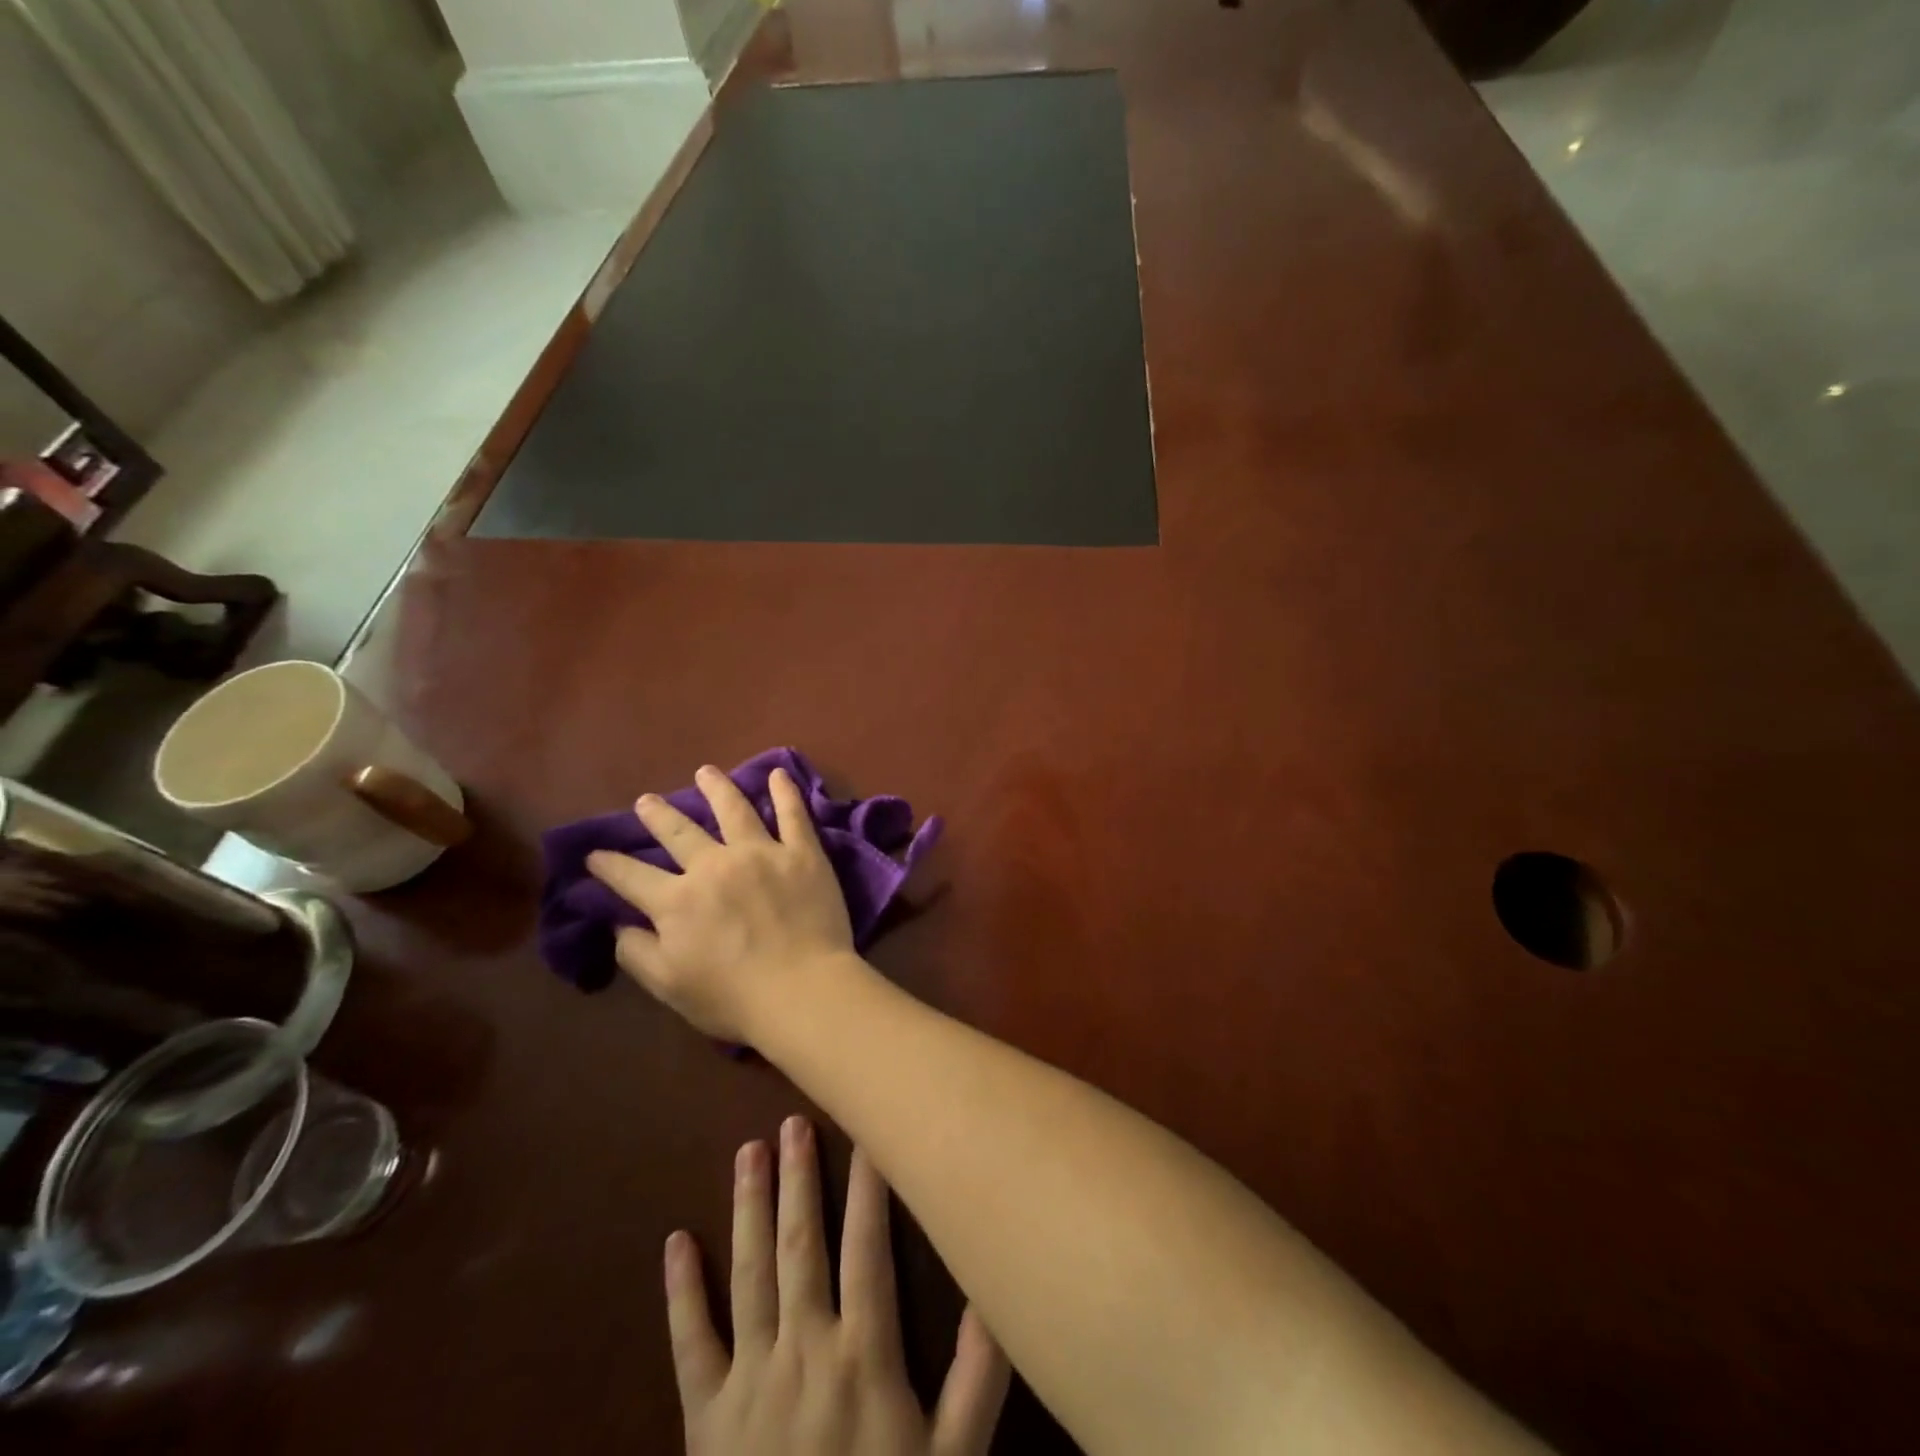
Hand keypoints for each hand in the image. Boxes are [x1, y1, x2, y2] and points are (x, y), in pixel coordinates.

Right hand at [587, 765, 855, 1042]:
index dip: (609, 865)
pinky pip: (793, 814)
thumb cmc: (733, 997)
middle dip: (658, 815)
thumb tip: (619, 924)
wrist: (801, 989)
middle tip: (646, 799)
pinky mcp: (801, 853)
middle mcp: (714, 866)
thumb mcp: (669, 985)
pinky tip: (779, 774)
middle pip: (679, 832)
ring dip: (716, 787)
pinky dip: (785, 792)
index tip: (594, 853)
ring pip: (733, 809)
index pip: (632, 877)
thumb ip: (638, 952)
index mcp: (677, 901)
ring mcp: (761, 853)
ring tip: (705, 771)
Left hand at [668, 1116, 1009, 1455]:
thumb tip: (992, 1292)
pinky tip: (675, 1241)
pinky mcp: (703, 1416)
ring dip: (749, 1207)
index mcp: (863, 1353)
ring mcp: (748, 1378)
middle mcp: (803, 1347)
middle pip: (801, 1244)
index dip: (870, 1186)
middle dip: (800, 1178)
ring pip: (749, 1272)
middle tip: (795, 1121)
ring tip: (749, 1151)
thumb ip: (977, 1377)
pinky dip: (681, 1292)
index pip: (868, 1246)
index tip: (870, 1131)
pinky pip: (689, 1343)